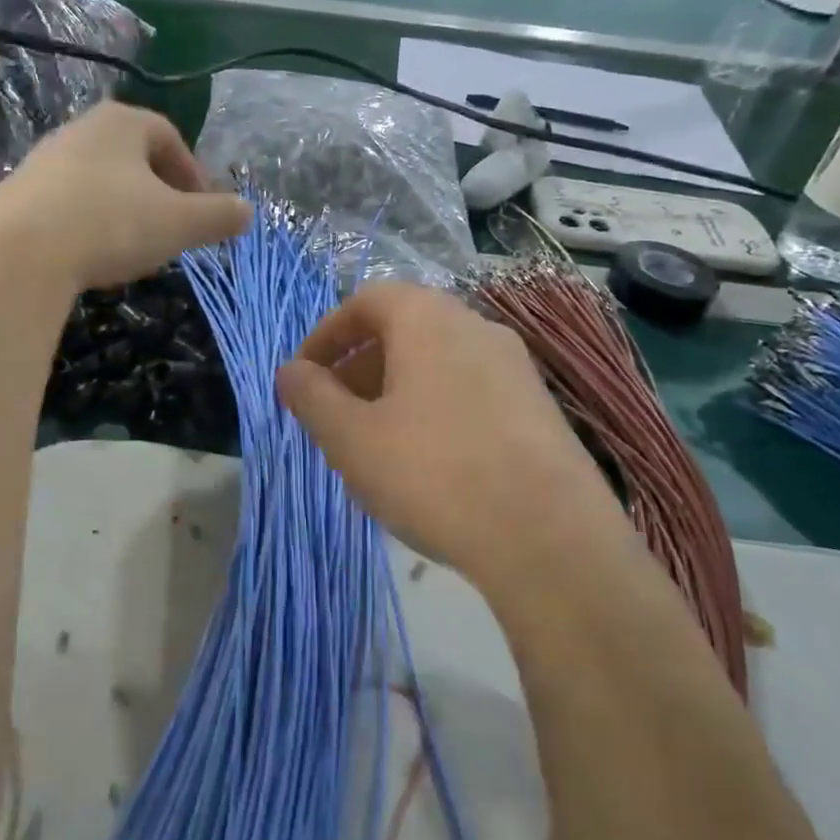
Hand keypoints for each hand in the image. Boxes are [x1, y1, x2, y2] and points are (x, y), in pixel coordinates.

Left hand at [0, 103, 251, 290]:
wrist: (20, 255)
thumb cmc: (111, 224)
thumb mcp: (179, 223)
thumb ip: (218, 216)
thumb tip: (248, 212)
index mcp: (121, 123)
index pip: (168, 137)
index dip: (193, 173)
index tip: (202, 210)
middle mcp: (78, 130)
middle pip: (132, 157)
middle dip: (159, 192)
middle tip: (172, 228)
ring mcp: (42, 161)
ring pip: (99, 181)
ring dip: (123, 209)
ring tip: (133, 246)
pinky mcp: (16, 195)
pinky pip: (67, 204)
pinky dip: (88, 224)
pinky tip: (91, 255)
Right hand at [275, 283, 633, 602]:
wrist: (549, 538)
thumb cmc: (432, 474)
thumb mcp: (351, 438)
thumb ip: (311, 397)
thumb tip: (290, 372)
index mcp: (428, 319)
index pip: (366, 300)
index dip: (326, 334)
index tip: (304, 376)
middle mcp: (476, 327)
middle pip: (404, 329)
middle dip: (358, 365)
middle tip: (333, 412)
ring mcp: (516, 367)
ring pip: (437, 361)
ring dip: (394, 389)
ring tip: (374, 441)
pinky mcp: (539, 408)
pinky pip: (469, 390)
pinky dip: (433, 408)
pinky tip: (427, 463)